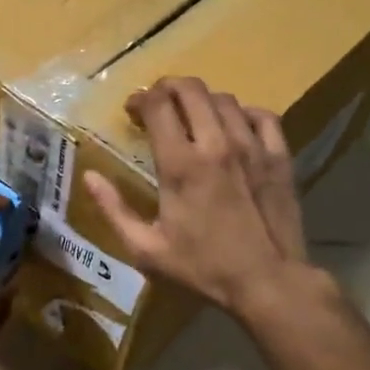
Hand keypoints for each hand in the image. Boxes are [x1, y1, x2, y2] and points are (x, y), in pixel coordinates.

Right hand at [83, 77, 314, 316]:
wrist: (268, 282)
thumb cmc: (202, 268)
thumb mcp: (146, 249)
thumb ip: (114, 209)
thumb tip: (90, 177)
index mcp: (180, 165)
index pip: (158, 105)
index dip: (141, 99)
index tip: (132, 111)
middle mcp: (216, 145)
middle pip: (191, 90)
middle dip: (168, 88)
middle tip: (158, 104)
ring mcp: (252, 147)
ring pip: (225, 99)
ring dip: (202, 101)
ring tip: (193, 118)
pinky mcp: (280, 157)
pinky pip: (262, 116)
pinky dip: (244, 113)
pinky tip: (235, 128)